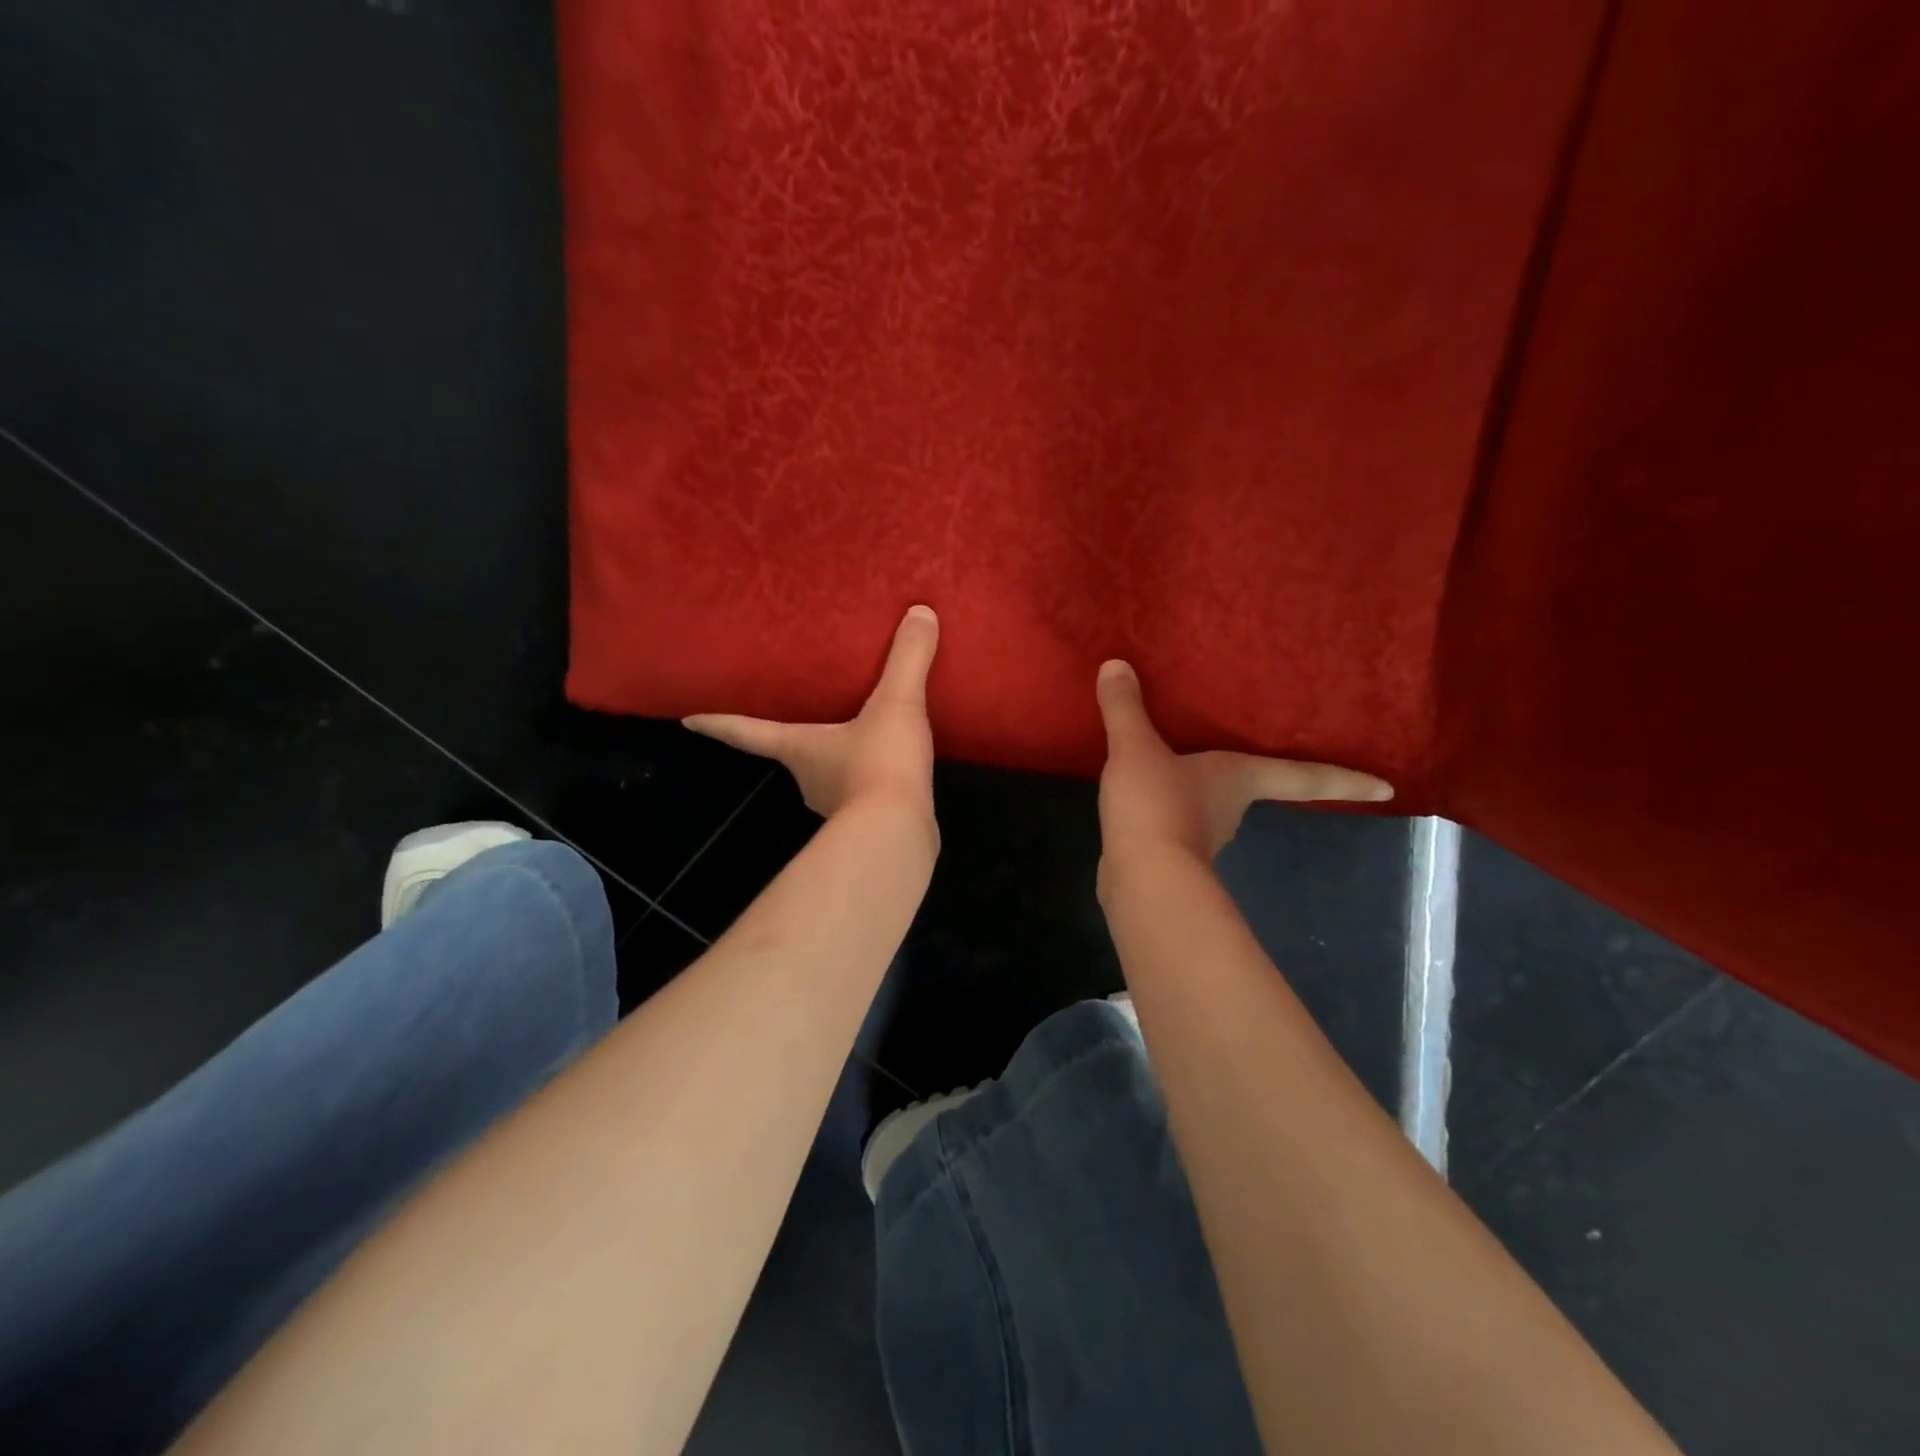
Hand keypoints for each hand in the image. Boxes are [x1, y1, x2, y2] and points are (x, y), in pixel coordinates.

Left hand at [684, 606, 939, 822]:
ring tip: (858, 736)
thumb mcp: (896, 704)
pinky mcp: (868, 825)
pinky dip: (872, 781)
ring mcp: (837, 806)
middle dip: (796, 738)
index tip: (689, 721)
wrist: (899, 834)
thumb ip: (907, 659)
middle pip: (792, 754)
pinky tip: (893, 770)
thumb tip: (920, 612)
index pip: (749, 733)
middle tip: (802, 714)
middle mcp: (809, 779)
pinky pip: (864, 794)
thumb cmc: (879, 764)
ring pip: (830, 776)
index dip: (720, 724)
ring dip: (838, 760)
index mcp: (800, 748)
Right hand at [1095, 659, 1393, 867]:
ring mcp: (1202, 836)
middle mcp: (1230, 808)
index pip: (1304, 776)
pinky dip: (1168, 810)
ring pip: (1210, 807)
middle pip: (1255, 789)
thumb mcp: (1136, 748)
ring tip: (1179, 765)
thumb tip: (1116, 664)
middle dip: (1257, 778)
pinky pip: (1175, 822)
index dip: (1346, 779)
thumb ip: (1126, 708)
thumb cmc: (1158, 806)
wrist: (1141, 879)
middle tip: (1254, 754)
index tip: (1389, 789)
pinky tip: (1144, 798)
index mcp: (1239, 778)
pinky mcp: (1171, 855)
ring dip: (1201, 792)